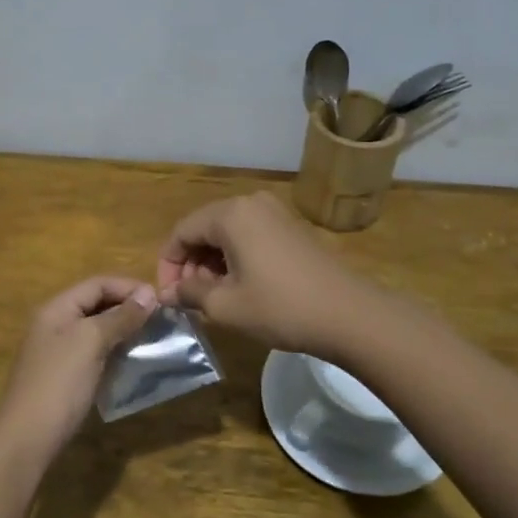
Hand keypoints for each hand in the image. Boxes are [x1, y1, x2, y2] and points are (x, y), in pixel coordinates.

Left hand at [0, 276, 156, 463]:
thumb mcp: (91, 342)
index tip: (161, 300)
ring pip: (96, 329)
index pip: (97, 283)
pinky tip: (132, 361)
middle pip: (96, 304)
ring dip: (123, 330)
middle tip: (160, 320)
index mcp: (57, 308)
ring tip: (152, 338)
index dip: (129, 287)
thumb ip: (120, 316)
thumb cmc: (59, 383)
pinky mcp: (64, 376)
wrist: (27, 439)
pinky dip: (114, 351)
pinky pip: (93, 353)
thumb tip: (148, 293)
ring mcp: (58, 351)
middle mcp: (55, 324)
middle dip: (128, 307)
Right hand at [156, 191, 368, 355]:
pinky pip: (250, 235)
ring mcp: (275, 212)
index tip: (169, 297)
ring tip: (213, 297)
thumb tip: (168, 294)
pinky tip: (240, 286)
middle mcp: (250, 203)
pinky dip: (236, 257)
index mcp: (230, 214)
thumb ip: (190, 293)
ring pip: (227, 232)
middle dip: (191, 263)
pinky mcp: (291, 227)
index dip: (168, 265)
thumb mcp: (226, 306)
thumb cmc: (281, 308)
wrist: (349, 314)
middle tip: (190, 299)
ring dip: (212, 262)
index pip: (182, 232)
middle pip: (204, 228)